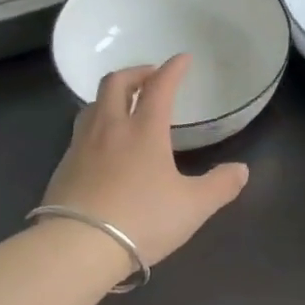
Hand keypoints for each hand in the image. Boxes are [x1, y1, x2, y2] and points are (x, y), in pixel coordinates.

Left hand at [42, 55, 249, 267]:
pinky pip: (80, 132)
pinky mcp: (63, 167)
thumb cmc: (142, 220)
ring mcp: (81, 146)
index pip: (159, 87)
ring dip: (110, 96)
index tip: (182, 59)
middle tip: (150, 76)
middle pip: (116, 83)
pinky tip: (102, 146)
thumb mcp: (192, 207)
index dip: (173, 69)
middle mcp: (110, 128)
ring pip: (92, 104)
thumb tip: (241, 170)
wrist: (79, 245)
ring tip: (123, 105)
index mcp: (144, 130)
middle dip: (135, 73)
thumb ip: (219, 186)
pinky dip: (95, 125)